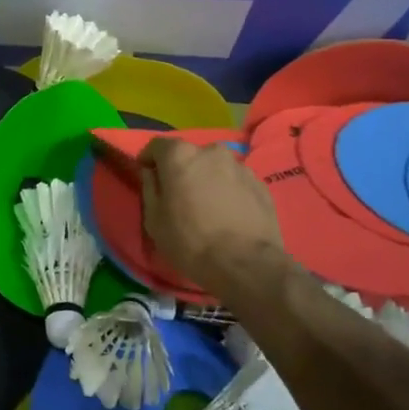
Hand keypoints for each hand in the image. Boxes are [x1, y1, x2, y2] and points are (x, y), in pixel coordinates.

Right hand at [139, 136, 284, 290]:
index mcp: (181, 156)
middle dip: (181, 169)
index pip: (157, 145)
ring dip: (207, 179)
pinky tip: (228, 214)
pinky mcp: (261, 184)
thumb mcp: (154, 220)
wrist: (246, 264)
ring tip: (206, 206)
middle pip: (190, 155)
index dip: (149, 159)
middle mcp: (212, 152)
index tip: (147, 175)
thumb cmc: (190, 241)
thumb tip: (151, 173)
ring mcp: (240, 167)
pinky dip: (228, 191)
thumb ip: (150, 188)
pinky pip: (235, 181)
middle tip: (178, 194)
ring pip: (215, 167)